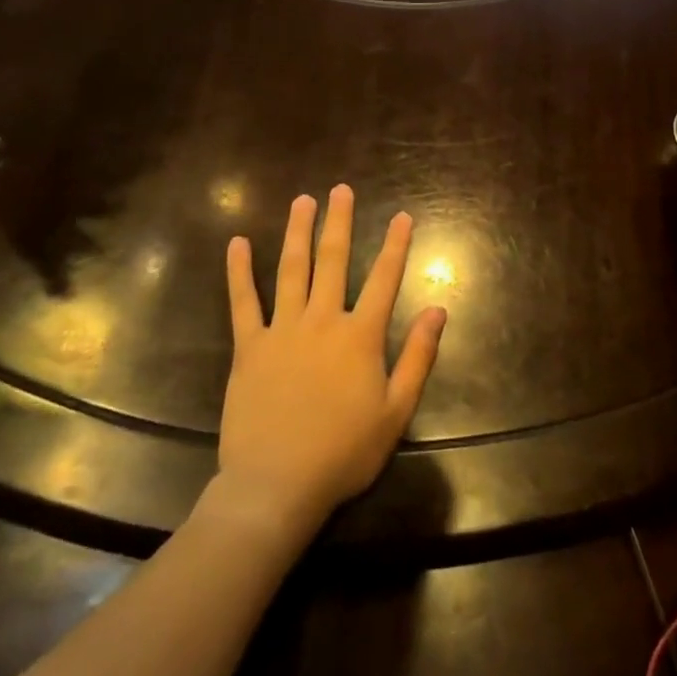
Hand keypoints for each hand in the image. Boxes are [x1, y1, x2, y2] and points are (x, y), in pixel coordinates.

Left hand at [219, 184, 446, 534]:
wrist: (276, 486)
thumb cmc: (343, 453)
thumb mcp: (396, 411)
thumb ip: (418, 356)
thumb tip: (438, 309)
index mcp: (360, 336)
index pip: (384, 279)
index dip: (395, 245)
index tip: (402, 215)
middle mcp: (322, 320)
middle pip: (333, 260)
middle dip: (339, 222)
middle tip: (340, 189)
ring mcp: (282, 330)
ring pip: (292, 269)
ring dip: (298, 232)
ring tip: (302, 200)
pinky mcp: (249, 347)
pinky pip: (243, 302)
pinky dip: (240, 271)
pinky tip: (238, 243)